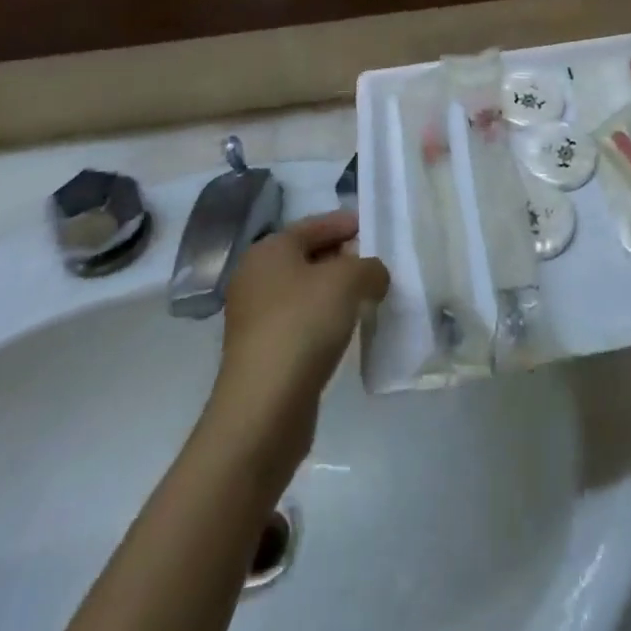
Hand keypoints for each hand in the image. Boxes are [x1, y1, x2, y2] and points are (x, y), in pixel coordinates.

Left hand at [205, 212, 389, 483]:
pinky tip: (347, 330)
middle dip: (343, 259)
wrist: (264, 407)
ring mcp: (254, 318)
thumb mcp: (348, 280)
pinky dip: (324, 320)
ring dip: (335, 293)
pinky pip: (300, 322)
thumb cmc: (303, 324)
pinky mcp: (262, 352)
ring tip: (368, 297)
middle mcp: (255, 278)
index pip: (314, 225)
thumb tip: (373, 276)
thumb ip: (369, 267)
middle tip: (376, 264)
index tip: (373, 228)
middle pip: (308, 257)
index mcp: (269, 250)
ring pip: (304, 292)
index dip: (345, 223)